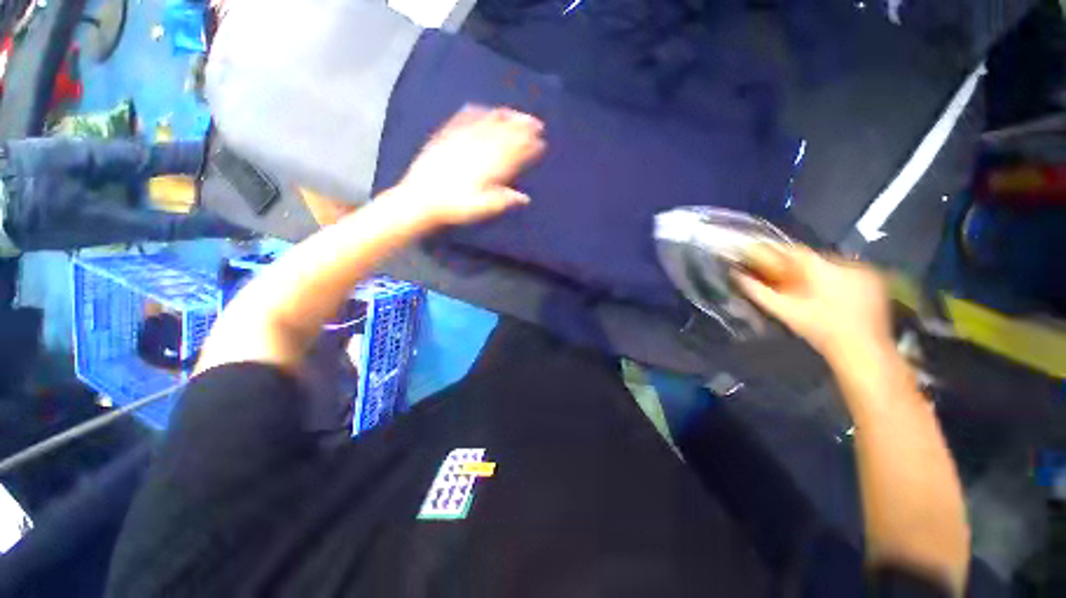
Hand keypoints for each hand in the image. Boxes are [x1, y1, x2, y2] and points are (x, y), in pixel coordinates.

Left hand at [396, 105, 545, 226]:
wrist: (421, 199)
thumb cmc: (455, 207)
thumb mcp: (482, 208)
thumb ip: (504, 200)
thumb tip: (525, 198)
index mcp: (490, 168)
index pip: (515, 153)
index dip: (529, 147)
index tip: (541, 142)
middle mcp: (479, 149)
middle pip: (504, 134)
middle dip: (522, 127)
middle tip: (536, 122)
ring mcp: (462, 139)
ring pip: (488, 123)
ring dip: (504, 116)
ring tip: (516, 112)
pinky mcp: (446, 136)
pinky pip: (463, 118)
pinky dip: (476, 111)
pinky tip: (482, 107)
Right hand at [733, 244, 893, 361]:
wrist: (863, 350)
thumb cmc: (820, 330)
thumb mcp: (785, 311)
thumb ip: (759, 292)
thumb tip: (738, 276)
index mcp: (822, 268)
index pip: (793, 250)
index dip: (776, 253)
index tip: (764, 257)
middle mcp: (846, 263)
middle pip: (812, 257)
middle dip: (796, 266)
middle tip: (784, 278)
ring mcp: (865, 270)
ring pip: (830, 263)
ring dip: (816, 272)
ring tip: (807, 288)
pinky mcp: (876, 279)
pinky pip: (848, 270)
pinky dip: (835, 277)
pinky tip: (830, 292)